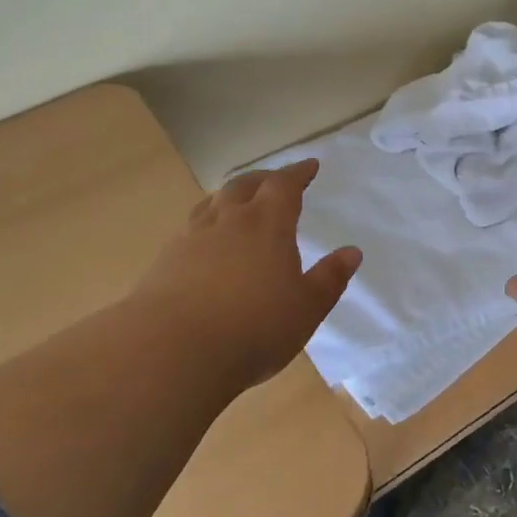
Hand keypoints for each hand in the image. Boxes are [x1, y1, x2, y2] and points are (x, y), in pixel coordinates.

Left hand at [125, 159, 360, 396]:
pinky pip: (190, 229)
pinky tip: (205, 243)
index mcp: (267, 224)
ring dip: (229, 197)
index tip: (310, 166)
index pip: (284, 185)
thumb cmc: (254, 327)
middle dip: (263, 179)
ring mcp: (191, 238)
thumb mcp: (306, 308)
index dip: (298, 173)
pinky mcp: (165, 261)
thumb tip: (352, 252)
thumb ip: (330, 278)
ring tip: (237, 203)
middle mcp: (228, 221)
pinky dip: (205, 224)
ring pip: (212, 203)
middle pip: (244, 186)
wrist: (172, 351)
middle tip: (275, 181)